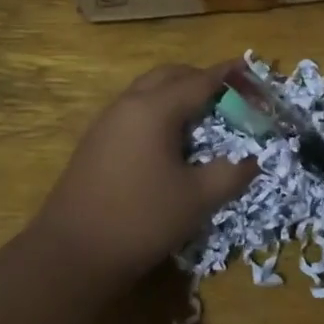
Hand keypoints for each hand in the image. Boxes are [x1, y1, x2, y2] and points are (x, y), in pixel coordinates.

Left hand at [32, 62, 254, 286]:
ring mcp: (107, 122)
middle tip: (228, 94)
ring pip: (148, 90)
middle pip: (170, 75)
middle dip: (201, 78)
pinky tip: (170, 139)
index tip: (250, 70)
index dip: (228, 75)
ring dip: (177, 92)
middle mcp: (129, 104)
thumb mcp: (196, 199)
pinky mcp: (96, 142)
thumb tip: (253, 160)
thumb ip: (230, 174)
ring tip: (203, 115)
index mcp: (155, 109)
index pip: (200, 80)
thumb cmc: (140, 220)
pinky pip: (134, 109)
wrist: (71, 254)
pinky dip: (159, 110)